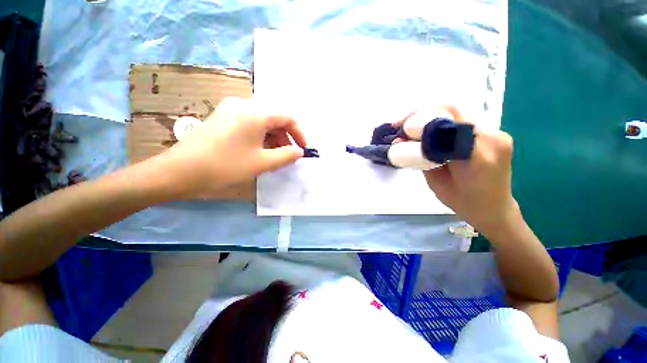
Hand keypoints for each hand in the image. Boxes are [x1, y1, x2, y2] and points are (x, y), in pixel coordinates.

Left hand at [162, 98, 305, 196]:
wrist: (181, 171)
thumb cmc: (226, 165)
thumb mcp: (262, 163)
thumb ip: (287, 156)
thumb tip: (299, 152)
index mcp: (256, 113)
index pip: (287, 117)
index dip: (299, 133)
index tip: (303, 149)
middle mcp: (244, 105)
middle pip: (274, 118)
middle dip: (286, 137)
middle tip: (288, 156)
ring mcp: (231, 110)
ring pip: (262, 122)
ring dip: (273, 139)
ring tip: (274, 157)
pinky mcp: (222, 118)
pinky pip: (250, 125)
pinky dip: (260, 137)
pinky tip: (259, 151)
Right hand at [411, 107, 518, 232]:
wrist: (492, 208)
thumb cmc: (461, 201)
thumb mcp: (435, 181)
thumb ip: (422, 157)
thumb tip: (402, 140)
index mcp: (476, 156)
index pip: (447, 123)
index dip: (420, 119)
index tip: (400, 126)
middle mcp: (492, 138)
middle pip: (453, 111)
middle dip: (422, 113)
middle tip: (401, 123)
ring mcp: (497, 134)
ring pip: (459, 113)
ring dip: (432, 116)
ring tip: (412, 127)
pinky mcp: (496, 134)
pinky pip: (465, 121)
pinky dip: (444, 122)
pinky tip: (431, 129)